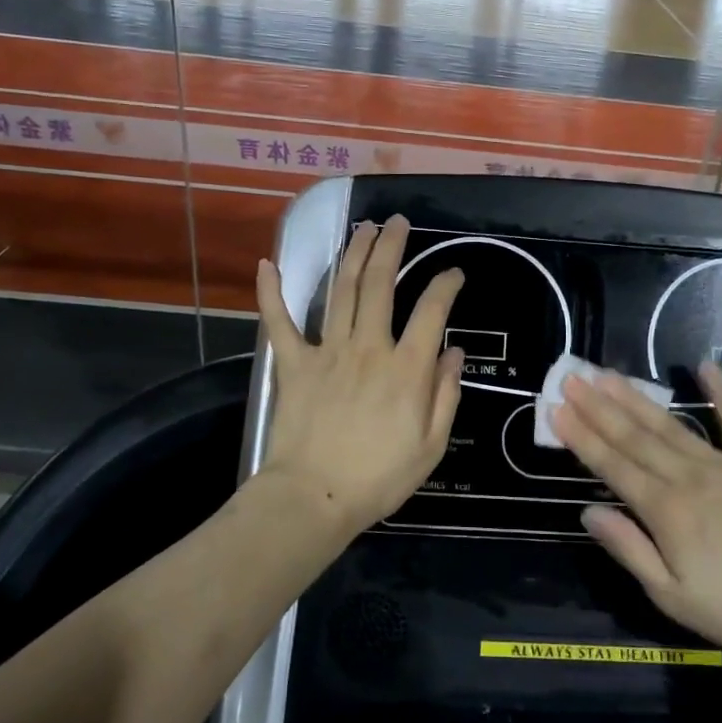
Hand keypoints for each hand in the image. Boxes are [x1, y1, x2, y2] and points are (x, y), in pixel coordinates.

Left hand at [255, 216, 464, 534]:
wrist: (314, 499)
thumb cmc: (379, 478)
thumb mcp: (431, 445)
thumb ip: (446, 394)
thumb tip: (453, 352)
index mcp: (406, 368)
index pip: (432, 311)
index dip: (446, 285)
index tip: (453, 273)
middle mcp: (369, 347)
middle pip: (381, 284)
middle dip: (391, 246)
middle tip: (397, 222)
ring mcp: (328, 351)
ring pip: (342, 290)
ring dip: (352, 254)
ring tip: (363, 227)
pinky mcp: (294, 364)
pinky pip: (280, 322)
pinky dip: (271, 293)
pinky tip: (268, 264)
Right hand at [552, 362, 721, 688]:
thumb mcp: (671, 595)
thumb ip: (629, 549)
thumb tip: (588, 511)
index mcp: (664, 510)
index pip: (613, 466)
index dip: (582, 437)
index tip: (557, 409)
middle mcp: (687, 477)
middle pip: (635, 437)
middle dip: (599, 407)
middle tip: (572, 378)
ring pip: (670, 425)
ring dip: (636, 398)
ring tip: (609, 374)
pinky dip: (721, 393)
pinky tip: (704, 366)